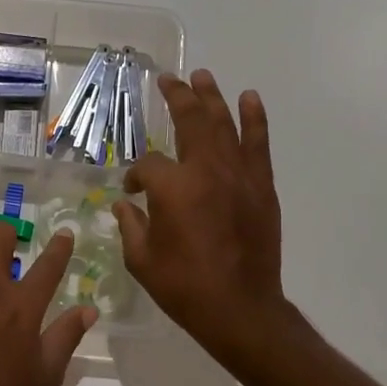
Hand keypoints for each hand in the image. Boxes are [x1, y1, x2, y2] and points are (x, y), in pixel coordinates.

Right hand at [115, 70, 288, 373]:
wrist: (240, 308)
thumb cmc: (184, 287)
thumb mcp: (141, 259)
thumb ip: (130, 225)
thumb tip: (125, 203)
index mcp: (172, 188)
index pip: (147, 165)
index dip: (135, 176)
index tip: (132, 193)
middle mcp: (206, 171)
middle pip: (190, 121)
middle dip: (177, 97)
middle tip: (168, 79)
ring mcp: (238, 175)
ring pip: (224, 124)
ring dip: (212, 97)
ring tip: (202, 76)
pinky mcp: (261, 187)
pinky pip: (258, 143)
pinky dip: (254, 118)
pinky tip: (249, 98)